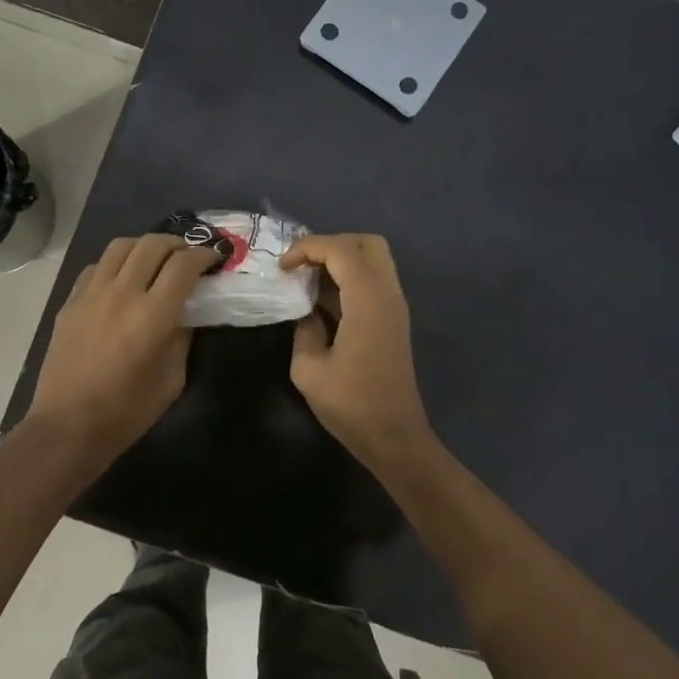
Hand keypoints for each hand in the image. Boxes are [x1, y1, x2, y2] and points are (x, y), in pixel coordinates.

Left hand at [28, 234, 217, 465]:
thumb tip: (185, 313)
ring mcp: (92, 293)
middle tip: (188, 257)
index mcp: (153, 314)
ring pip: (121, 246)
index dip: (204, 256)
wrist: (69, 426)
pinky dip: (117, 263)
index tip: (214, 259)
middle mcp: (122, 293)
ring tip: (156, 259)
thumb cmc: (128, 410)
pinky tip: (122, 280)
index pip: (184, 265)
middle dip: (178, 244)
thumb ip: (183, 338)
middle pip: (153, 244)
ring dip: (145, 246)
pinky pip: (97, 266)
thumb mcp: (173, 379)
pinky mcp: (71, 301)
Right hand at [280, 233, 437, 468]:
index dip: (308, 248)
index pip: (341, 249)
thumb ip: (305, 328)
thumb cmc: (351, 405)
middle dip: (330, 244)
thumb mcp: (309, 368)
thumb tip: (308, 312)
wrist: (394, 436)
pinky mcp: (394, 319)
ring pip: (374, 258)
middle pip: (367, 243)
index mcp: (368, 301)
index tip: (282, 268)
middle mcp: (388, 294)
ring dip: (341, 259)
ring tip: (309, 279)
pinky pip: (374, 280)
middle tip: (302, 265)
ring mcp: (395, 306)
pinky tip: (324, 299)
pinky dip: (350, 276)